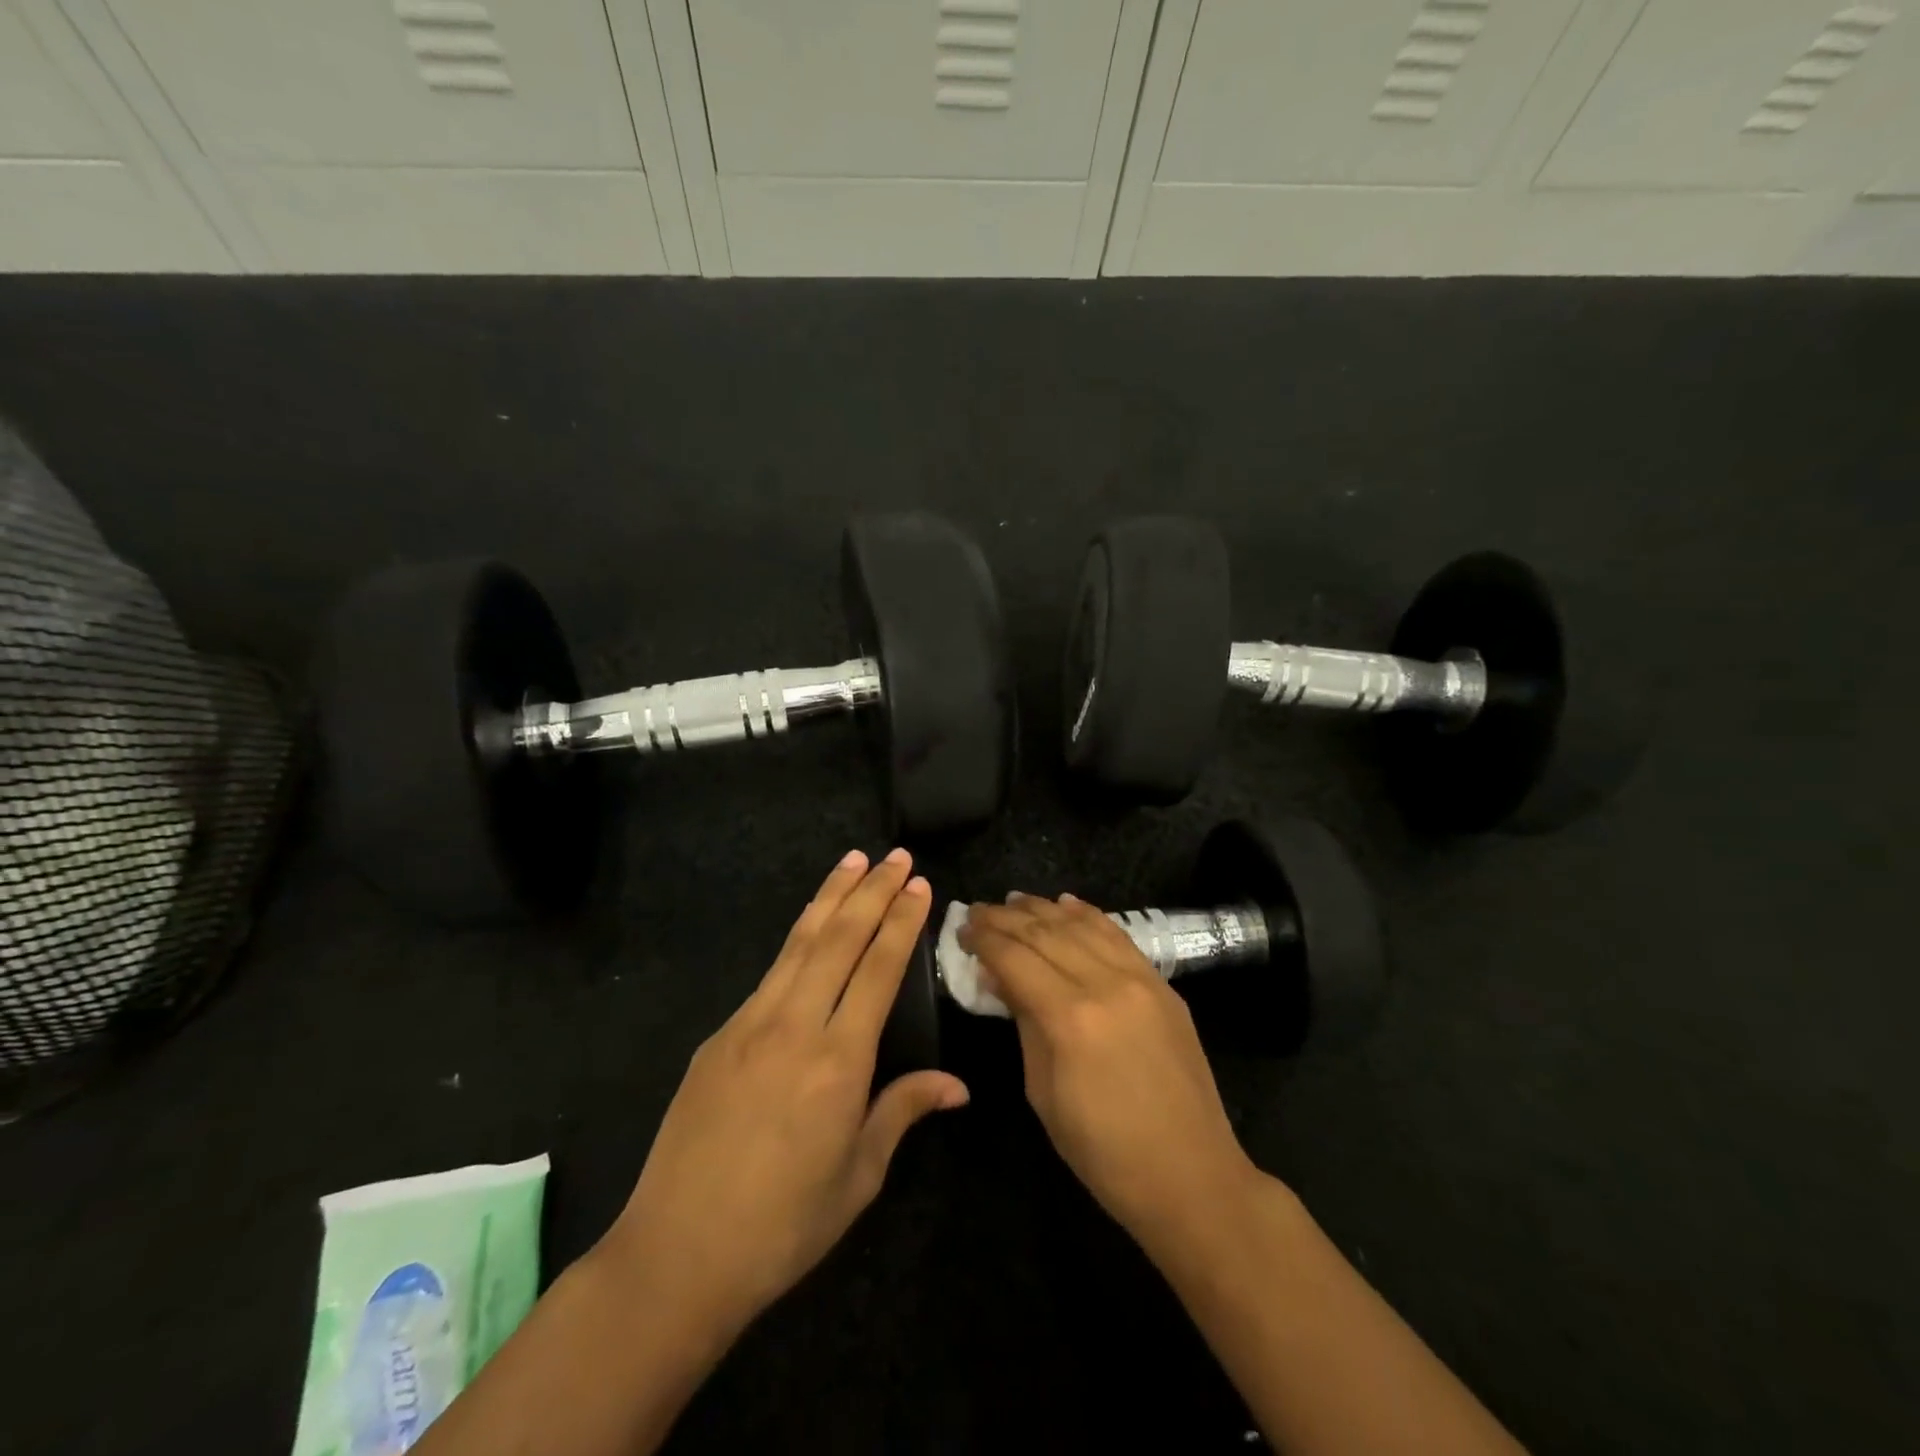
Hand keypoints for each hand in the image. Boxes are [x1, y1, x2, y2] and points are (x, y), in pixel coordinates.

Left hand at [600, 849, 967, 1343]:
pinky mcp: (719, 1035)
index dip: (901, 922)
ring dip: (830, 897)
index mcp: (838, 1061)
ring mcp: (749, 1025)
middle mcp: (794, 1026)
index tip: (918, 885)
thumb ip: (903, 1111)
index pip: (878, 969)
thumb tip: (957, 1085)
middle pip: (839, 939)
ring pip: (798, 943)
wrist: (677, 1255)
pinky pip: (770, 974)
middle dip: (871, 891)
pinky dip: (797, 939)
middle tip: (894, 856)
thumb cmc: (784, 1225)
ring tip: (853, 861)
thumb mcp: (859, 1176)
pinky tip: (811, 928)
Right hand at [959, 893, 1258, 1252]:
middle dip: (1005, 918)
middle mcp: (1105, 984)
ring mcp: (1140, 979)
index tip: (961, 929)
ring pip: (1082, 926)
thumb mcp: (1043, 1092)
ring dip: (1043, 909)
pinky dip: (1089, 915)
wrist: (1190, 1175)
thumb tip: (996, 975)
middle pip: (1045, 933)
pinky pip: (1119, 936)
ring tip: (1013, 901)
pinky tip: (1067, 903)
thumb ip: (1022, 1022)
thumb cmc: (1103, 1150)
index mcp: (1069, 1018)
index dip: (984, 939)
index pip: (1015, 957)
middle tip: (977, 911)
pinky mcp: (1162, 985)